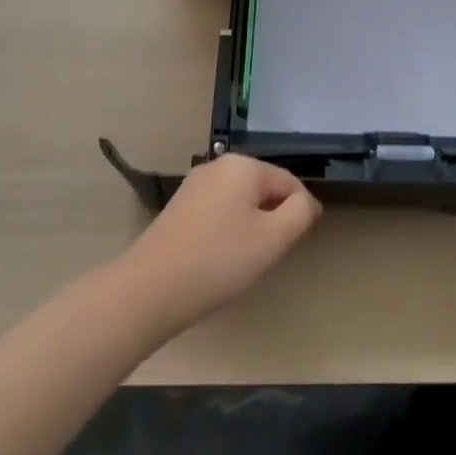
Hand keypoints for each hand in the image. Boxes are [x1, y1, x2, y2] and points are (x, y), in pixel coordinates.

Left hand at [120, 155, 322, 332]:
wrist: (150, 288)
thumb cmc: (219, 260)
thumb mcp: (273, 239)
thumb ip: (300, 214)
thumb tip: (305, 202)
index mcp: (244, 165)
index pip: (289, 181)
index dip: (301, 211)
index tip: (298, 243)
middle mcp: (219, 165)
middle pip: (263, 188)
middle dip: (273, 218)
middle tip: (270, 255)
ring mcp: (195, 185)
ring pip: (239, 200)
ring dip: (250, 226)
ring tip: (244, 261)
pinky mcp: (179, 207)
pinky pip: (217, 211)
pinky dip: (227, 230)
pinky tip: (219, 259)